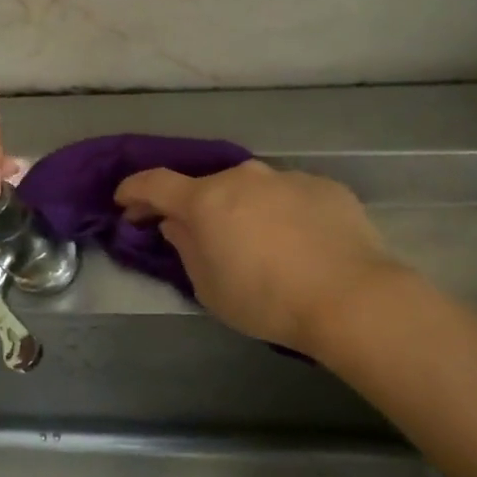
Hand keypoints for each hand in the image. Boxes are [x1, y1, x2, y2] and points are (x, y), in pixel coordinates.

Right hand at [114, 160, 399, 355]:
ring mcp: (288, 177)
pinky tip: (298, 243)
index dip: (134, 190)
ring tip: (257, 242)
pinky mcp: (325, 187)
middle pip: (208, 186)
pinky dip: (282, 213)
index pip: (156, 183)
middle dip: (196, 207)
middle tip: (198, 234)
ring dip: (243, 209)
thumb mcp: (209, 286)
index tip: (125, 202)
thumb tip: (175, 223)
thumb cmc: (266, 300)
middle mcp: (244, 177)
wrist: (351, 297)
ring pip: (252, 189)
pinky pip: (289, 196)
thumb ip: (185, 247)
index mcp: (207, 200)